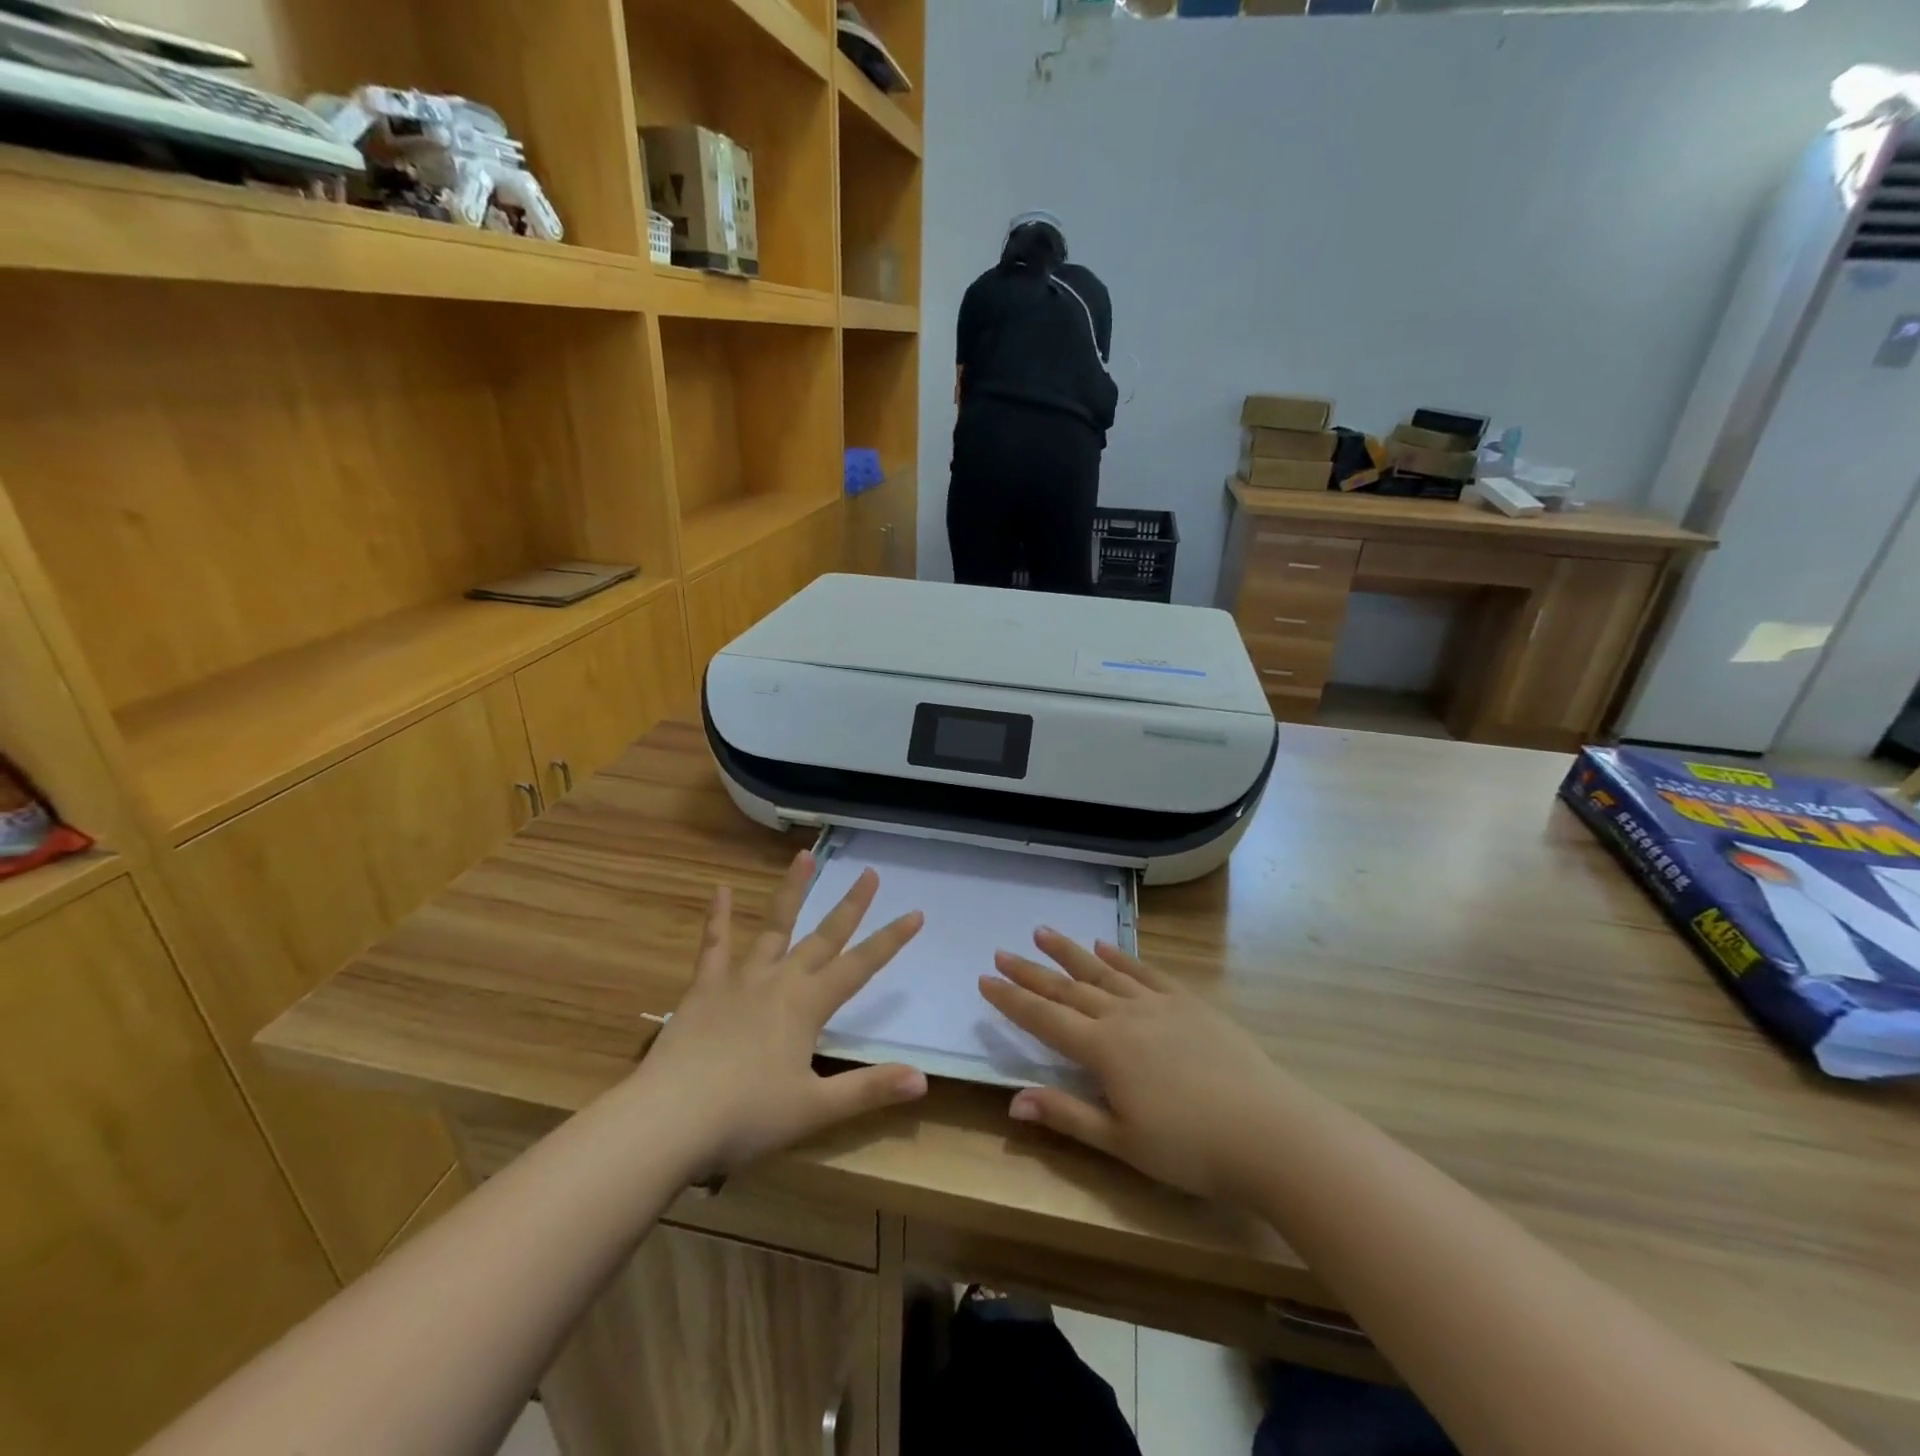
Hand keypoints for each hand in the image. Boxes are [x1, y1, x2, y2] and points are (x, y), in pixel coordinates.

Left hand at [638, 852, 927, 1179]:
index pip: (860, 966)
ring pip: (774, 925)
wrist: (668, 1120)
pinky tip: (721, 889)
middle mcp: (780, 980)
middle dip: (851, 905)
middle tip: (870, 873)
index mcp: (808, 1005)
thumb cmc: (746, 1117)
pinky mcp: (704, 987)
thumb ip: (869, 1090)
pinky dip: (719, 916)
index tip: (915, 913)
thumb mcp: (814, 1109)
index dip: (890, 940)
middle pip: (824, 936)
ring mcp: (740, 978)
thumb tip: (923, 1080)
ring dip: (792, 890)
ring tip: (805, 856)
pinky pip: (714, 944)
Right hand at [979, 931, 1287, 1201]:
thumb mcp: (1123, 1143)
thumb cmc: (1191, 1149)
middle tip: (1002, 951)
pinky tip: (1105, 946)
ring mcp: (1158, 1004)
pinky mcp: (1189, 1003)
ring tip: (1043, 932)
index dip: (1012, 1000)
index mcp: (1103, 1050)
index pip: (1045, 1018)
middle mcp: (1124, 1016)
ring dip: (1070, 952)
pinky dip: (1121, 957)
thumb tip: (1013, 1100)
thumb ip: (1067, 1115)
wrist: (1269, 1131)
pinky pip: (1145, 971)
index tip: (985, 979)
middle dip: (1031, 971)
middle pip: (1068, 988)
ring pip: (1103, 970)